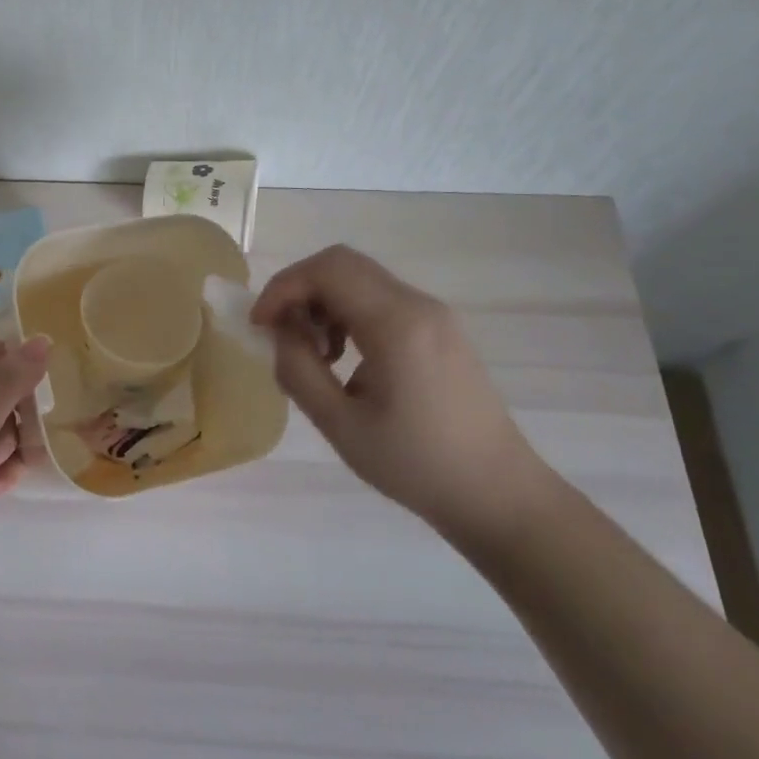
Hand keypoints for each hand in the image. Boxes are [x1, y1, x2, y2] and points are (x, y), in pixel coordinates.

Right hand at [250, 246, 552, 540]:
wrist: (498, 493)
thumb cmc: (416, 465)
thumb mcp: (341, 425)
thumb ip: (298, 370)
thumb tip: (279, 333)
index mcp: (396, 324)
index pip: (327, 270)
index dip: (282, 288)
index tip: (260, 325)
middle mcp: (419, 305)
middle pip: (343, 265)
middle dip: (300, 291)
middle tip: (283, 336)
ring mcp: (435, 315)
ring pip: (362, 280)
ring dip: (324, 304)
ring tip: (316, 356)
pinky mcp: (441, 330)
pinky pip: (382, 301)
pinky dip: (349, 314)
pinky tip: (346, 360)